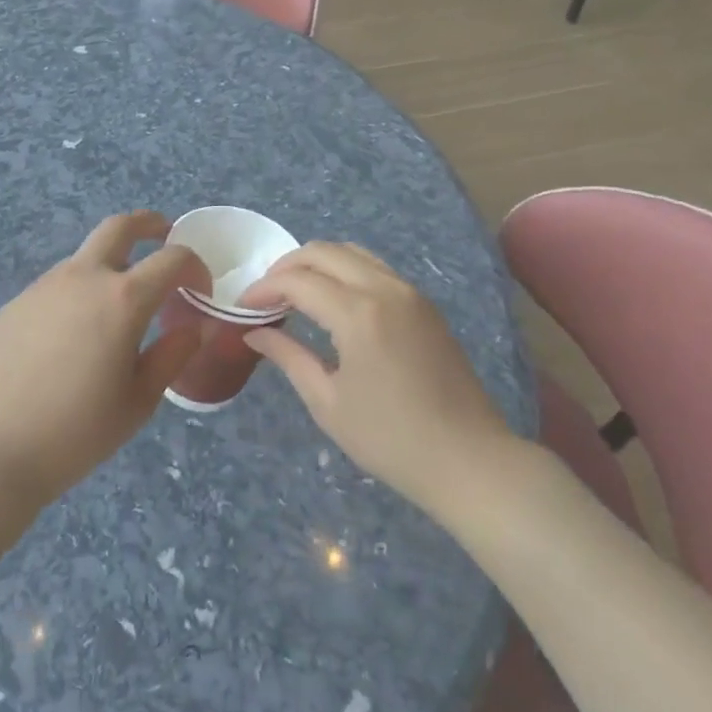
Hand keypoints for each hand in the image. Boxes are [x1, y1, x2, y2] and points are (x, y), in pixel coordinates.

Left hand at [0, 212, 210, 506]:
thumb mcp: (141, 400)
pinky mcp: (16, 304)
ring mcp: (44, 286)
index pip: (172, 259)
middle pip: (119, 227)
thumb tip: (195, 326)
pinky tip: (70, 337)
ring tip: (115, 308)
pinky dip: (76, 294)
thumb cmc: (79, 431)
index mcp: (123, 299)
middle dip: (148, 224)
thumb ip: (173, 354)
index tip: (199, 290)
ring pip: (84, 258)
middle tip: (163, 234)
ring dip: (109, 266)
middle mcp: (83, 277)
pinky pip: (55, 286)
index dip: (195, 268)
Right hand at [241, 242, 512, 515]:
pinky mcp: (424, 304)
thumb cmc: (390, 439)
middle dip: (287, 266)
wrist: (469, 459)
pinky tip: (332, 301)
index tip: (242, 307)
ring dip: (318, 263)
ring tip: (294, 294)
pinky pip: (376, 269)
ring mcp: (410, 292)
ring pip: (353, 253)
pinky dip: (345, 271)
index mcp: (358, 313)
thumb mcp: (328, 402)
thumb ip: (289, 357)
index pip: (298, 281)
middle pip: (325, 252)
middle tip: (265, 295)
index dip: (264, 288)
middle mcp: (385, 289)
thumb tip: (255, 334)